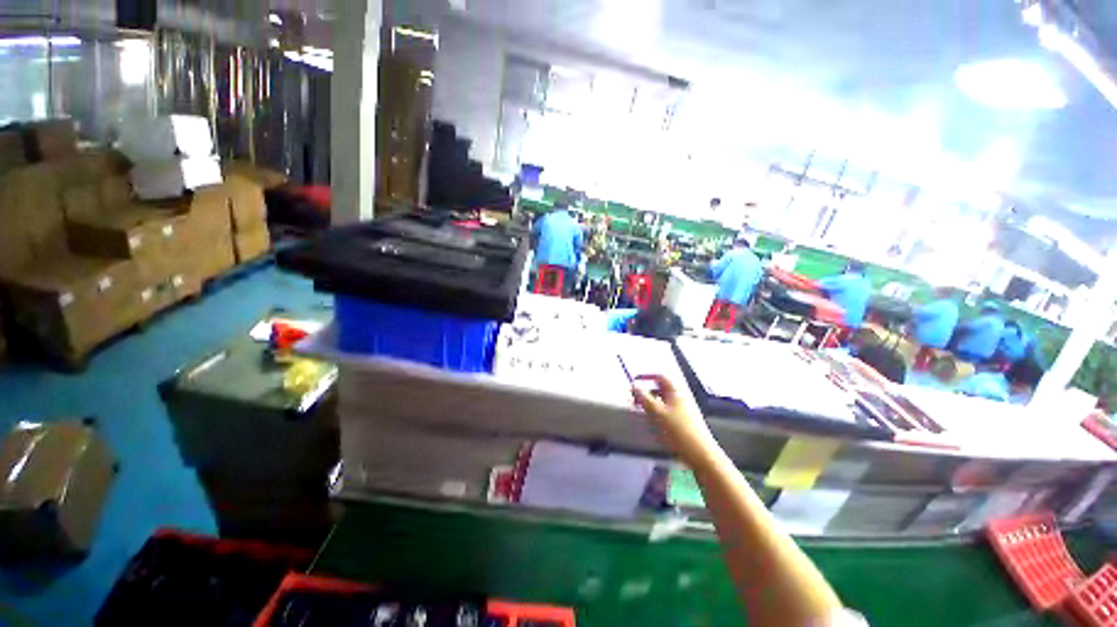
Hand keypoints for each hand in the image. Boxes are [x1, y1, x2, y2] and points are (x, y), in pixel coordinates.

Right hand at [631, 374, 714, 459]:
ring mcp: (683, 409)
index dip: (647, 376)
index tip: (635, 380)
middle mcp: (680, 397)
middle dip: (646, 391)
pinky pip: (667, 410)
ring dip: (650, 402)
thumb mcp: (657, 412)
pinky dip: (657, 412)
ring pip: (663, 400)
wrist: (701, 453)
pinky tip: (652, 422)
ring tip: (640, 410)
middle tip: (634, 398)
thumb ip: (644, 398)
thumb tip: (634, 385)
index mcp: (676, 391)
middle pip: (661, 388)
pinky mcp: (684, 421)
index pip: (660, 376)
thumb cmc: (678, 430)